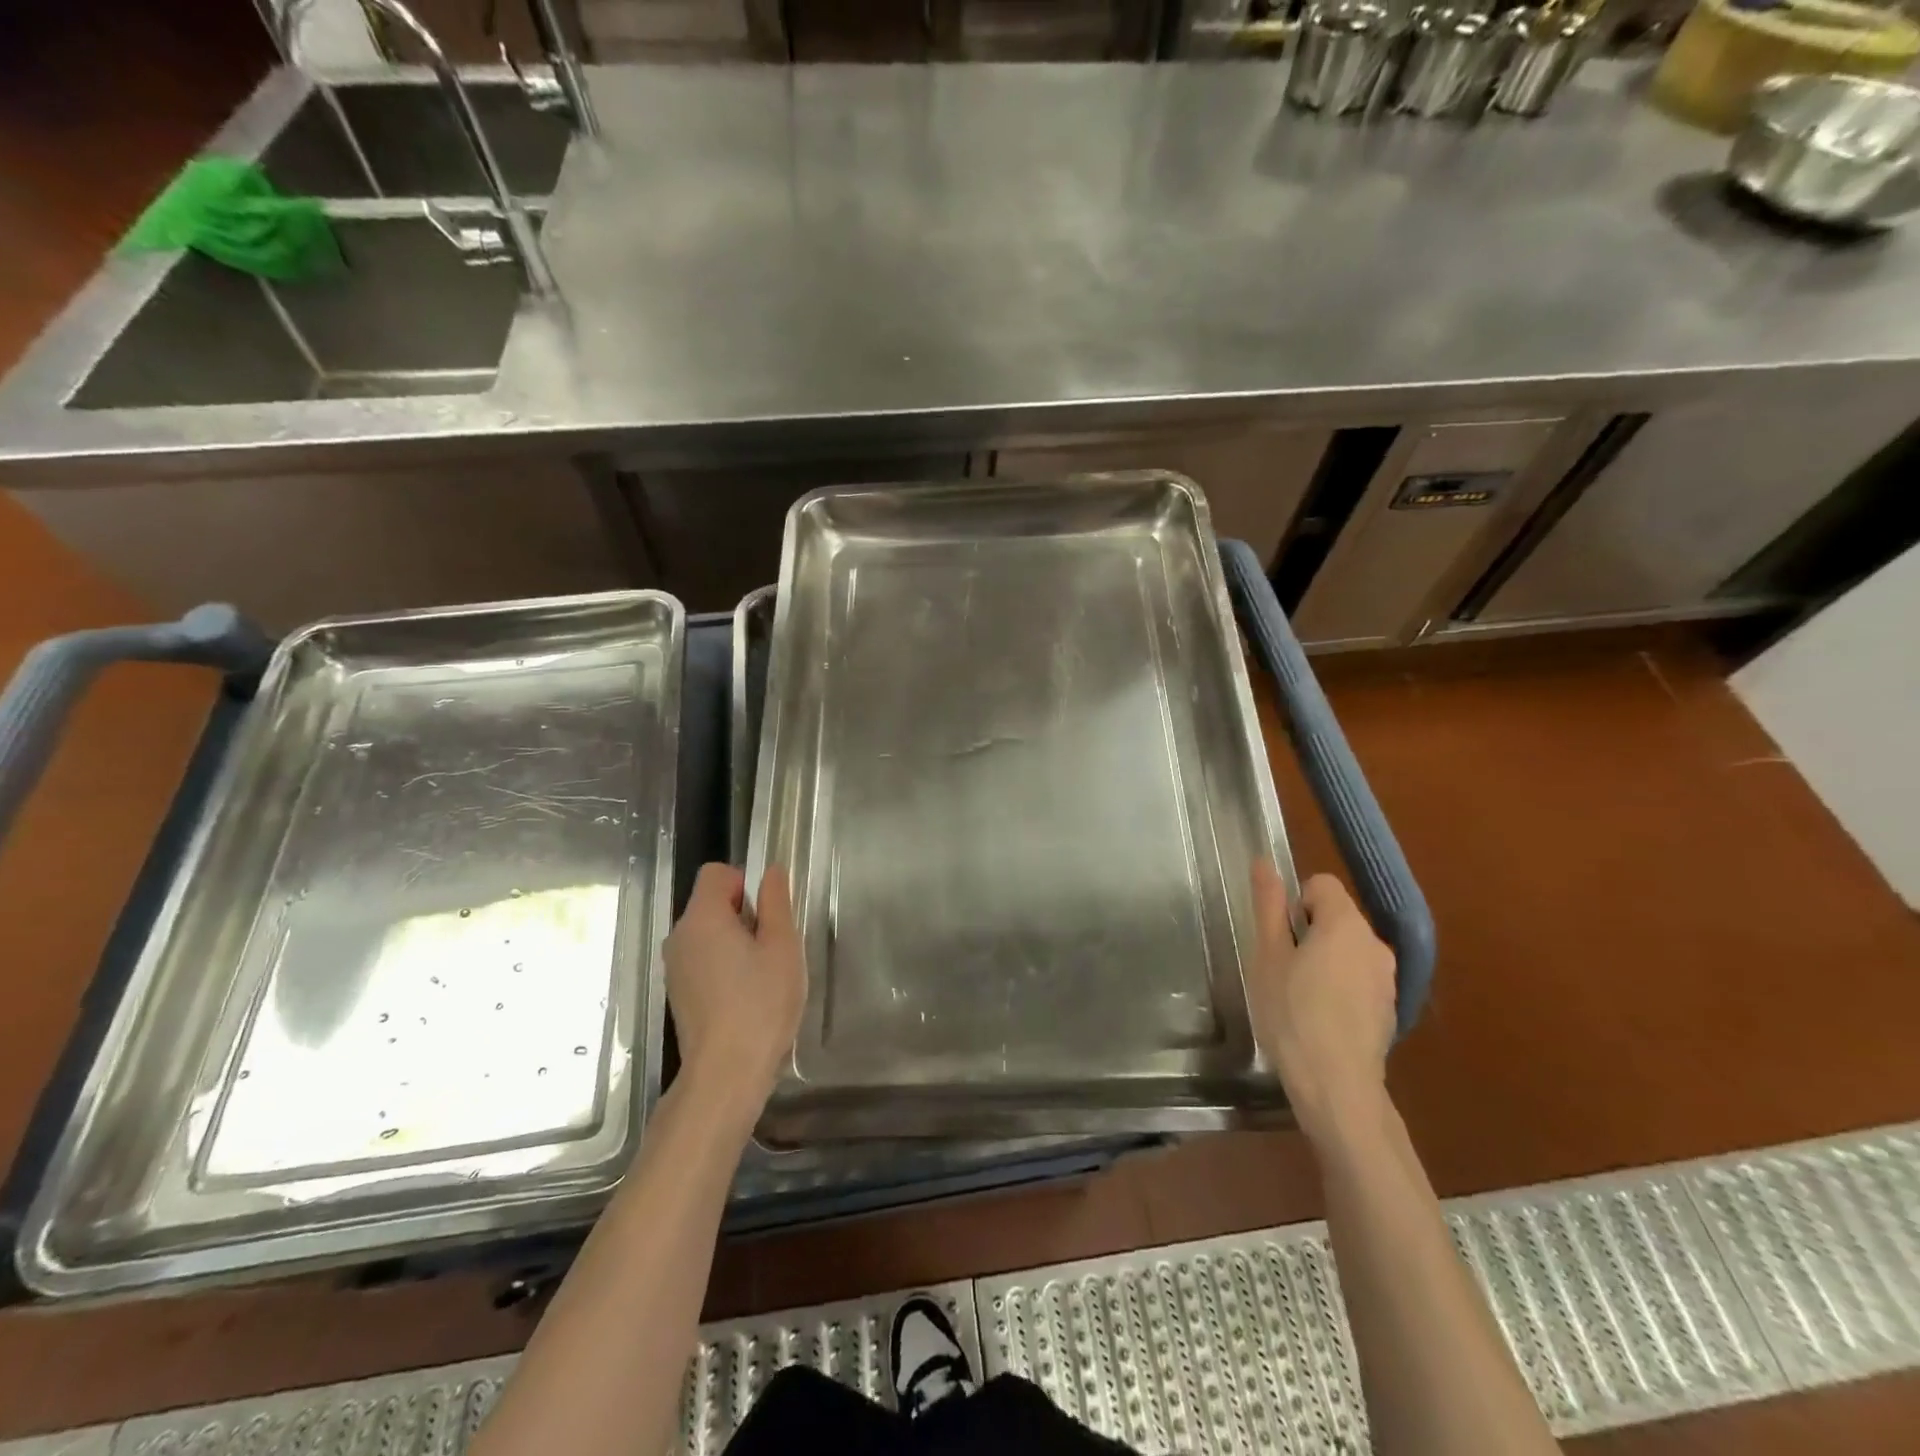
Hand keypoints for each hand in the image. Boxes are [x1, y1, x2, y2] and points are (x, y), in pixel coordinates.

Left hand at [663, 863, 806, 1133]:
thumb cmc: (760, 1004)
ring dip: (735, 942)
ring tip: (761, 975)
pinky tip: (744, 996)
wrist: (725, 1074)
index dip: (745, 883)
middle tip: (771, 949)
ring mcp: (675, 967)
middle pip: (711, 902)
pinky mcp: (678, 992)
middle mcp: (679, 936)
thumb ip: (776, 902)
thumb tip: (771, 871)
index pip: (716, 873)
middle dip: (744, 915)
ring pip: (708, 933)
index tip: (767, 916)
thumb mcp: (782, 946)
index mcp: (701, 917)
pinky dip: (723, 965)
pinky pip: (702, 959)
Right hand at [1246, 862, 1397, 1146]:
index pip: (1321, 885)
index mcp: (1345, 924)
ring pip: (1348, 950)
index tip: (1279, 938)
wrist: (1336, 1086)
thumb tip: (1264, 862)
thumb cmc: (1292, 1013)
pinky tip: (1320, 1019)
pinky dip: (1340, 987)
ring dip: (1324, 961)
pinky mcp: (1389, 1009)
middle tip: (1281, 969)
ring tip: (1298, 996)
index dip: (1294, 903)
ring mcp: (1387, 979)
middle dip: (1308, 933)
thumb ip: (1269, 906)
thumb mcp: (1268, 955)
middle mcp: (1375, 944)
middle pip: (1336, 918)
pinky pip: (1359, 979)